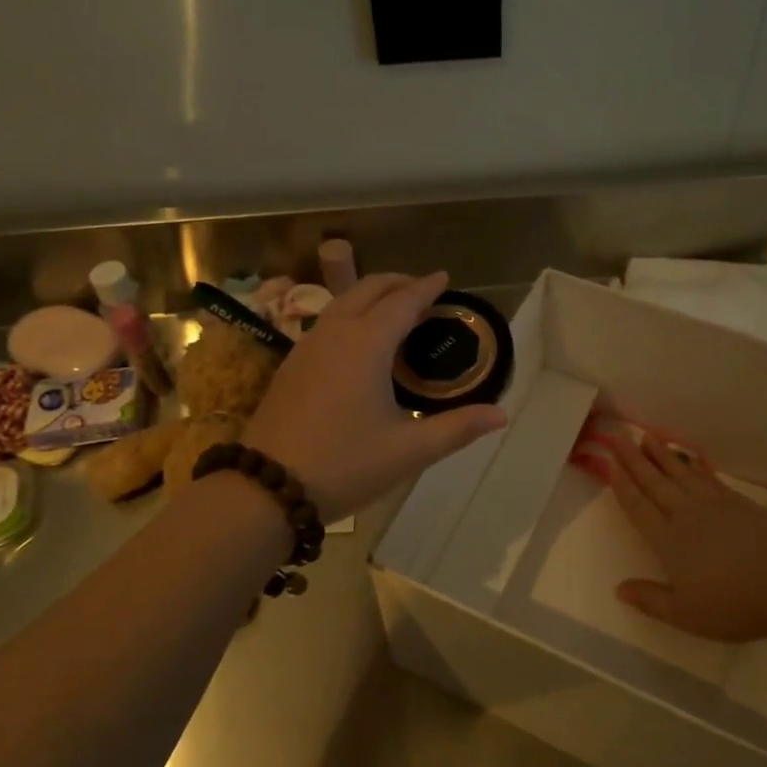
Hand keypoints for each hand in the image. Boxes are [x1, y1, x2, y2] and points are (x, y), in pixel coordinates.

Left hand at [245, 272, 507, 522]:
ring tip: (393, 309)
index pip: (402, 301)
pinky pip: (327, 321)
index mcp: (366, 344)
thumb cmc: (344, 464)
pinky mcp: (290, 364)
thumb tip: (501, 414)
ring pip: (342, 302)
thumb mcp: (408, 450)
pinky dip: (350, 314)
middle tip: (422, 290)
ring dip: (371, 295)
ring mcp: (306, 346)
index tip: (444, 277)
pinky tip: (357, 340)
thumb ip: (457, 428)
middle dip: (397, 282)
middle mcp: (335, 333)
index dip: (426, 287)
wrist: (265, 488)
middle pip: (368, 289)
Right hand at [575, 433, 766, 642]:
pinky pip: (709, 478)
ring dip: (663, 455)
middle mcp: (687, 515)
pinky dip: (695, 465)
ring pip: (682, 474)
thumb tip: (619, 589)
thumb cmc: (735, 603)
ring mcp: (716, 505)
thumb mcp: (687, 614)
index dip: (622, 485)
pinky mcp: (741, 503)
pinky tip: (691, 459)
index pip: (639, 507)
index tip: (609, 462)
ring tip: (648, 437)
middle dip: (635, 460)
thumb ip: (651, 600)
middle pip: (655, 482)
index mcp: (670, 540)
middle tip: (619, 436)